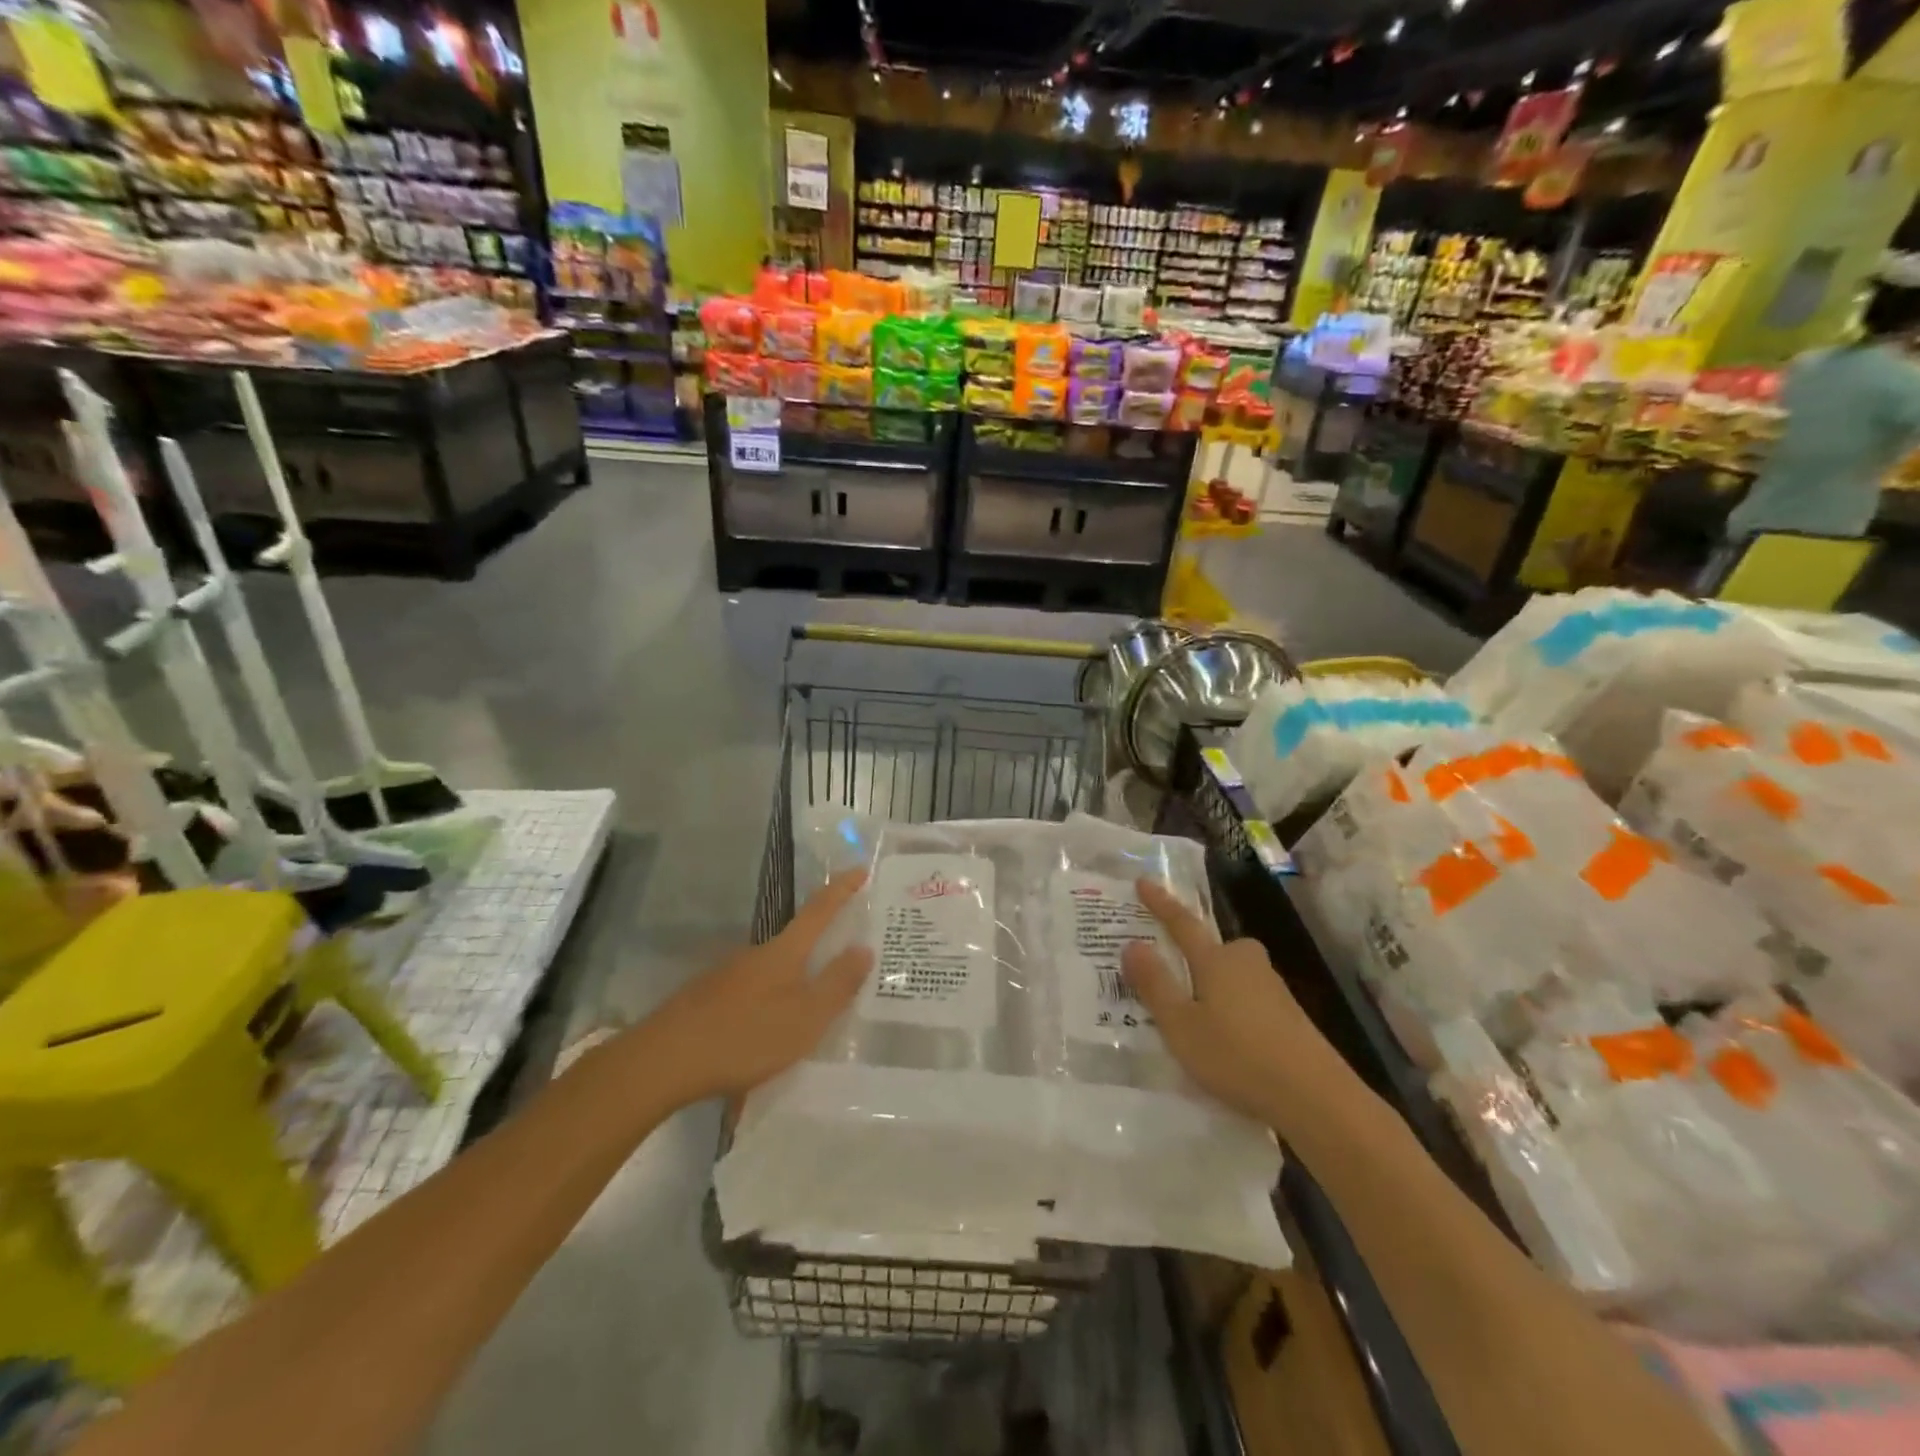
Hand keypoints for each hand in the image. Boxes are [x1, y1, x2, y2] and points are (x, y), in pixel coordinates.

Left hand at [632, 870, 874, 1105]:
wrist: (663, 1061)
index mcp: (784, 952)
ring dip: (791, 985)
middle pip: (794, 943)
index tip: (860, 869)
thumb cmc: (745, 1036)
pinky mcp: (706, 1000)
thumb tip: (864, 947)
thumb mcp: (805, 1017)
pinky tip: (764, 1037)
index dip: (842, 890)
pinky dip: (765, 1008)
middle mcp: (755, 954)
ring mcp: (727, 976)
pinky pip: (749, 996)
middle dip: (818, 949)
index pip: (820, 911)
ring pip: (770, 973)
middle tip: (842, 968)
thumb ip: (837, 984)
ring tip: (805, 1019)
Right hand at [1122, 879, 1344, 1127]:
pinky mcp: (1288, 1014)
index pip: (1182, 923)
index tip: (1144, 881)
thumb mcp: (1181, 1025)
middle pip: (1213, 948)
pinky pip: (1246, 996)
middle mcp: (1246, 963)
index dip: (1160, 903)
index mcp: (1217, 960)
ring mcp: (1272, 988)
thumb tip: (1133, 944)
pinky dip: (1230, 1005)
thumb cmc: (1237, 1056)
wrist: (1316, 1097)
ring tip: (1192, 1011)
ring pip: (1231, 974)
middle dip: (1192, 952)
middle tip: (1168, 965)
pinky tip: (1225, 1034)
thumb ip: (1155, 984)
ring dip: (1211, 984)